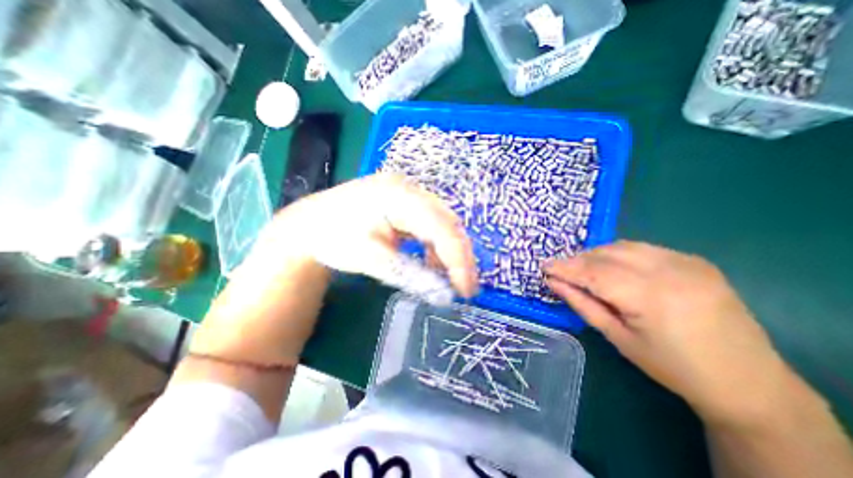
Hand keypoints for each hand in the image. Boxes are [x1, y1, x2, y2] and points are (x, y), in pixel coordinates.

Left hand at [253, 173, 478, 295]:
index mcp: (399, 196)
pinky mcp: (406, 203)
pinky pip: (431, 224)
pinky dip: (435, 246)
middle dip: (459, 256)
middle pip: (448, 222)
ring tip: (445, 278)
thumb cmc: (335, 238)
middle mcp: (410, 189)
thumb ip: (410, 274)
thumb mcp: (371, 259)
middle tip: (463, 286)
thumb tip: (445, 295)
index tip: (466, 289)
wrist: (311, 223)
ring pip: (443, 224)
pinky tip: (430, 262)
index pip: (442, 228)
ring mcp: (408, 194)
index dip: (458, 260)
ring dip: (448, 252)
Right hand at [546, 242, 792, 424]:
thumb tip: (553, 282)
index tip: (543, 266)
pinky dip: (618, 254)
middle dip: (578, 260)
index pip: (594, 272)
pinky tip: (612, 268)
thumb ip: (582, 303)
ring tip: (582, 269)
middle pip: (606, 254)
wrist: (748, 382)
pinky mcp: (694, 260)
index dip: (565, 267)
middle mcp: (671, 271)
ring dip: (596, 255)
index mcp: (651, 297)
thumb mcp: (617, 337)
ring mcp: (686, 261)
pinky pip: (642, 248)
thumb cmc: (672, 366)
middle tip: (560, 270)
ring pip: (622, 246)